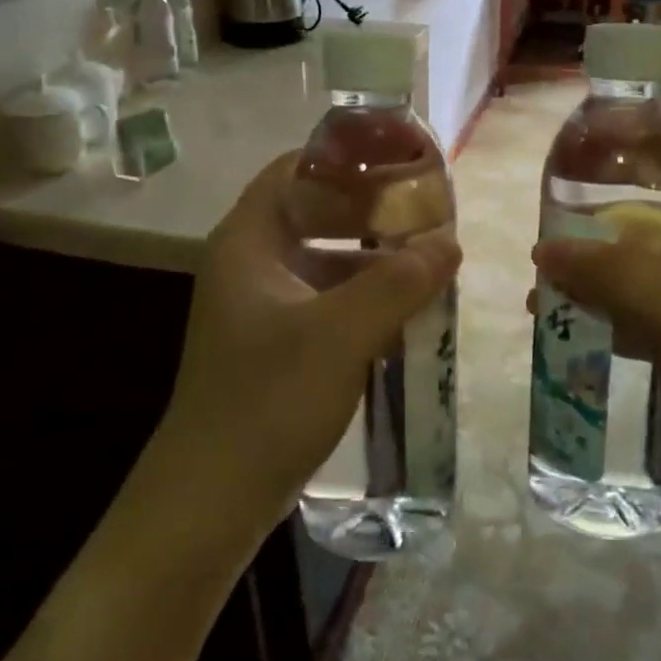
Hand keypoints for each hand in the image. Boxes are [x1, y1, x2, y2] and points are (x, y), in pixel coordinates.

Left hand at [153, 152, 461, 537]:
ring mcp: (262, 307)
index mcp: (248, 241)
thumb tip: (450, 243)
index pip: (294, 169)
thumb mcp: (341, 334)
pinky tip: (409, 312)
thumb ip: (399, 282)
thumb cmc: (267, 400)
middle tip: (427, 211)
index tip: (399, 159)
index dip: (345, 158)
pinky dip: (365, 299)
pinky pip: (328, 302)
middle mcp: (251, 264)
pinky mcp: (276, 345)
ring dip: (375, 260)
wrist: (210, 502)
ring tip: (431, 260)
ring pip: (326, 261)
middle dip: (372, 212)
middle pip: (315, 213)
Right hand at [532, 172, 660, 531]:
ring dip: (588, 273)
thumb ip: (614, 277)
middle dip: (592, 225)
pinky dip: (597, 313)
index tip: (570, 166)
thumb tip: (543, 248)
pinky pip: (631, 313)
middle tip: (543, 233)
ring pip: (632, 269)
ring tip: (540, 285)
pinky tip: (558, 327)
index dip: (627, 159)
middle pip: (644, 220)